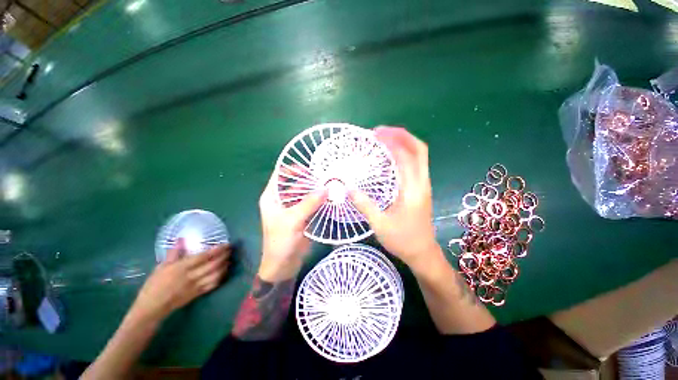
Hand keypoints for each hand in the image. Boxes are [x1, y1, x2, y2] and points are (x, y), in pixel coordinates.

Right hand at [129, 240, 229, 322]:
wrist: (151, 307)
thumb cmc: (154, 285)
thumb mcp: (161, 267)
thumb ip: (173, 253)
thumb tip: (181, 239)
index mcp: (182, 268)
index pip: (204, 257)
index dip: (217, 250)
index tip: (226, 244)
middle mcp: (191, 276)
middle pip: (213, 265)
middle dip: (224, 256)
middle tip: (230, 249)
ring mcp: (196, 286)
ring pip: (216, 275)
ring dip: (225, 266)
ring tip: (228, 259)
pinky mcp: (198, 294)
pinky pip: (213, 285)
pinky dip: (221, 277)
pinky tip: (223, 271)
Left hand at [258, 168, 326, 281]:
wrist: (283, 265)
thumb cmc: (281, 242)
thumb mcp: (293, 220)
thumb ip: (309, 203)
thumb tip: (326, 188)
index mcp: (272, 197)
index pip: (280, 175)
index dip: (292, 168)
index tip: (309, 167)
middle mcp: (281, 200)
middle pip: (295, 184)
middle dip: (309, 180)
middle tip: (325, 176)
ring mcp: (293, 208)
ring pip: (305, 194)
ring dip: (316, 191)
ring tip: (330, 185)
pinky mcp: (302, 216)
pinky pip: (311, 204)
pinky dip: (319, 201)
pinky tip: (330, 198)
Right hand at [349, 127, 438, 269]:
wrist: (423, 253)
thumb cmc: (403, 240)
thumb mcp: (380, 225)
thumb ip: (364, 206)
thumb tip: (348, 189)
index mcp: (413, 190)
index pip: (406, 157)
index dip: (392, 141)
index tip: (376, 135)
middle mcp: (422, 183)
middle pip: (419, 149)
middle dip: (401, 135)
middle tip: (381, 132)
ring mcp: (423, 185)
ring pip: (419, 155)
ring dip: (404, 142)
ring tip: (385, 139)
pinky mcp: (421, 188)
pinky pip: (416, 164)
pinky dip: (404, 153)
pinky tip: (391, 156)